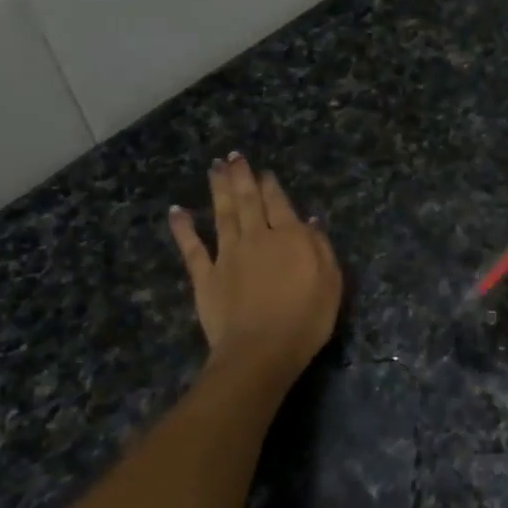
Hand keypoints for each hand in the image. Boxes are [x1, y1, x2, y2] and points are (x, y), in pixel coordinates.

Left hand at [169, 155, 342, 383]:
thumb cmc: (305, 320)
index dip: (271, 185)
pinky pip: (192, 247)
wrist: (261, 351)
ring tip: (214, 168)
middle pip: (247, 201)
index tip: (264, 172)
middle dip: (241, 176)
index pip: (279, 203)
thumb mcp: (330, 282)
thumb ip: (320, 248)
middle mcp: (256, 238)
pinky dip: (183, 228)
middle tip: (233, 156)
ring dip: (218, 189)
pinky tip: (177, 211)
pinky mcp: (205, 276)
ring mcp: (227, 255)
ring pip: (222, 214)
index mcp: (289, 237)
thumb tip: (310, 221)